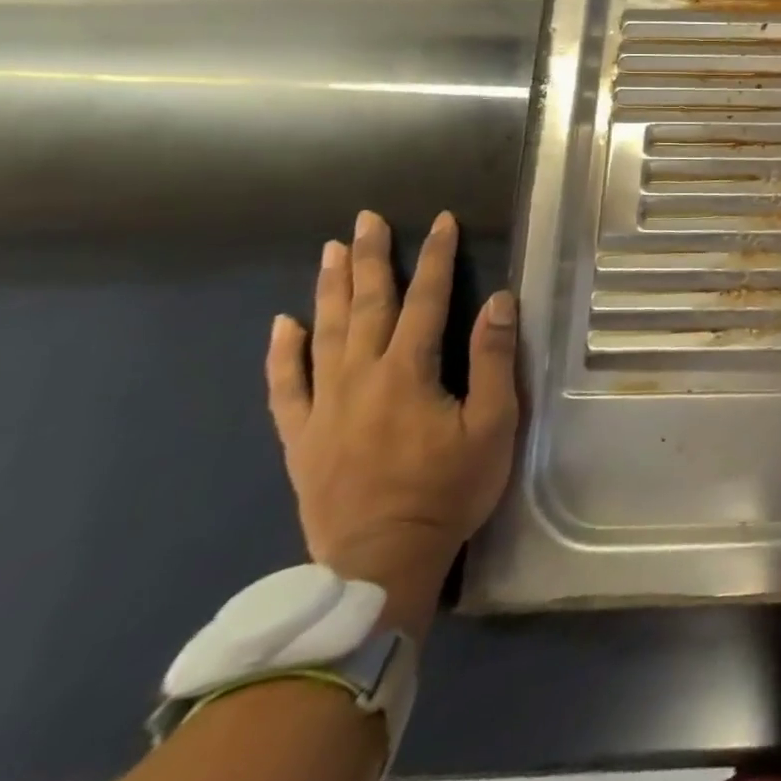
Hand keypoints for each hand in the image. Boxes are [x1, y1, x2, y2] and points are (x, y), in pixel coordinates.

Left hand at [265, 210, 518, 635]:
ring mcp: (324, 407)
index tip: (440, 221)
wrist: (382, 561)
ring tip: (331, 251)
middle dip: (371, 259)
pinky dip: (282, 353)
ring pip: (324, 335)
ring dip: (331, 289)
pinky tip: (282, 324)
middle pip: (366, 307)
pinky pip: (285, 387)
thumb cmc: (450, 489)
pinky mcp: (302, 437)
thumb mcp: (493, 424)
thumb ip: (493, 359)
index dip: (435, 257)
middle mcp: (360, 379)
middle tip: (367, 219)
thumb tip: (498, 300)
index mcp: (408, 373)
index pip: (425, 301)